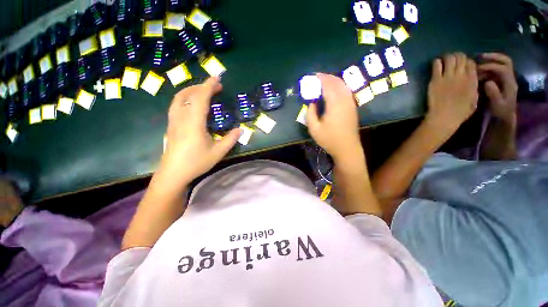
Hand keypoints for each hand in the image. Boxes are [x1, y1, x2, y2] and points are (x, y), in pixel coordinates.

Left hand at [158, 77, 241, 187]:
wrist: (173, 173)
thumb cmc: (196, 162)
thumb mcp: (218, 152)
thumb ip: (230, 139)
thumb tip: (241, 129)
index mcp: (194, 123)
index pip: (201, 98)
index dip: (209, 86)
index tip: (217, 78)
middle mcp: (181, 117)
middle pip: (188, 94)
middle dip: (202, 86)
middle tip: (215, 86)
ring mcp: (174, 121)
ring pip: (179, 98)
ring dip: (192, 90)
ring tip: (204, 91)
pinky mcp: (171, 125)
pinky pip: (177, 105)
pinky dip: (186, 98)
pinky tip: (193, 104)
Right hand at [306, 73, 362, 160]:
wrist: (347, 148)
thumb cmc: (329, 139)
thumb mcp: (314, 129)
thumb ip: (310, 113)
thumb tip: (311, 102)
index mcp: (334, 105)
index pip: (328, 86)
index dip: (321, 79)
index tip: (313, 76)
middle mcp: (344, 101)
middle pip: (337, 83)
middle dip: (327, 77)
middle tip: (317, 77)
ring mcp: (350, 103)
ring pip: (343, 86)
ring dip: (334, 81)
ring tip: (324, 81)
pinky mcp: (352, 107)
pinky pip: (346, 91)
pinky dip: (339, 86)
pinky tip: (334, 89)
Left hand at [425, 53, 478, 134]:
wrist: (444, 117)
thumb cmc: (460, 112)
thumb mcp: (474, 99)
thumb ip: (474, 87)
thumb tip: (472, 79)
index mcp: (472, 80)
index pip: (471, 62)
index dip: (466, 61)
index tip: (461, 65)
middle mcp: (461, 75)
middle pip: (460, 57)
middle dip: (457, 57)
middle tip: (452, 61)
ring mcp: (448, 76)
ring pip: (449, 58)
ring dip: (447, 57)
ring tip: (444, 62)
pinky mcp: (436, 80)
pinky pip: (436, 65)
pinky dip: (436, 62)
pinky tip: (436, 65)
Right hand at [478, 53, 517, 122]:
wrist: (504, 115)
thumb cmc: (500, 111)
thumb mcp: (496, 105)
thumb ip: (493, 94)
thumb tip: (488, 82)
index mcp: (510, 83)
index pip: (503, 69)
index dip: (491, 66)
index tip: (478, 68)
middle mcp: (510, 78)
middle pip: (505, 61)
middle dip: (494, 57)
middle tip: (480, 56)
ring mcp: (506, 78)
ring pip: (501, 63)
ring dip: (490, 60)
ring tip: (478, 62)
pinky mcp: (501, 80)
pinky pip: (497, 68)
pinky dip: (489, 65)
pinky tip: (480, 69)